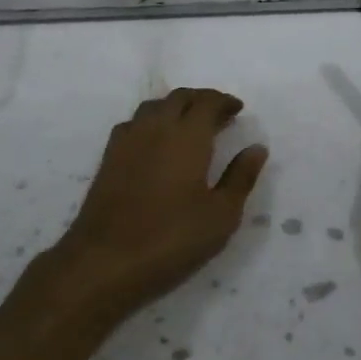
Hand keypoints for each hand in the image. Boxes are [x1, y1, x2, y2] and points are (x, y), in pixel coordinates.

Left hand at [37, 88, 267, 331]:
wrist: (104, 261)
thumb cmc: (172, 239)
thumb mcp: (221, 215)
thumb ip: (240, 177)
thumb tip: (256, 148)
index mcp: (187, 136)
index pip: (207, 102)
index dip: (224, 102)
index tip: (238, 110)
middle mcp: (155, 128)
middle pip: (179, 98)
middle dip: (201, 100)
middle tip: (218, 115)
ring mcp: (127, 141)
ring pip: (153, 107)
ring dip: (174, 107)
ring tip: (189, 125)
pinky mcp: (108, 159)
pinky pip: (133, 124)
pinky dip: (151, 122)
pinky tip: (155, 143)